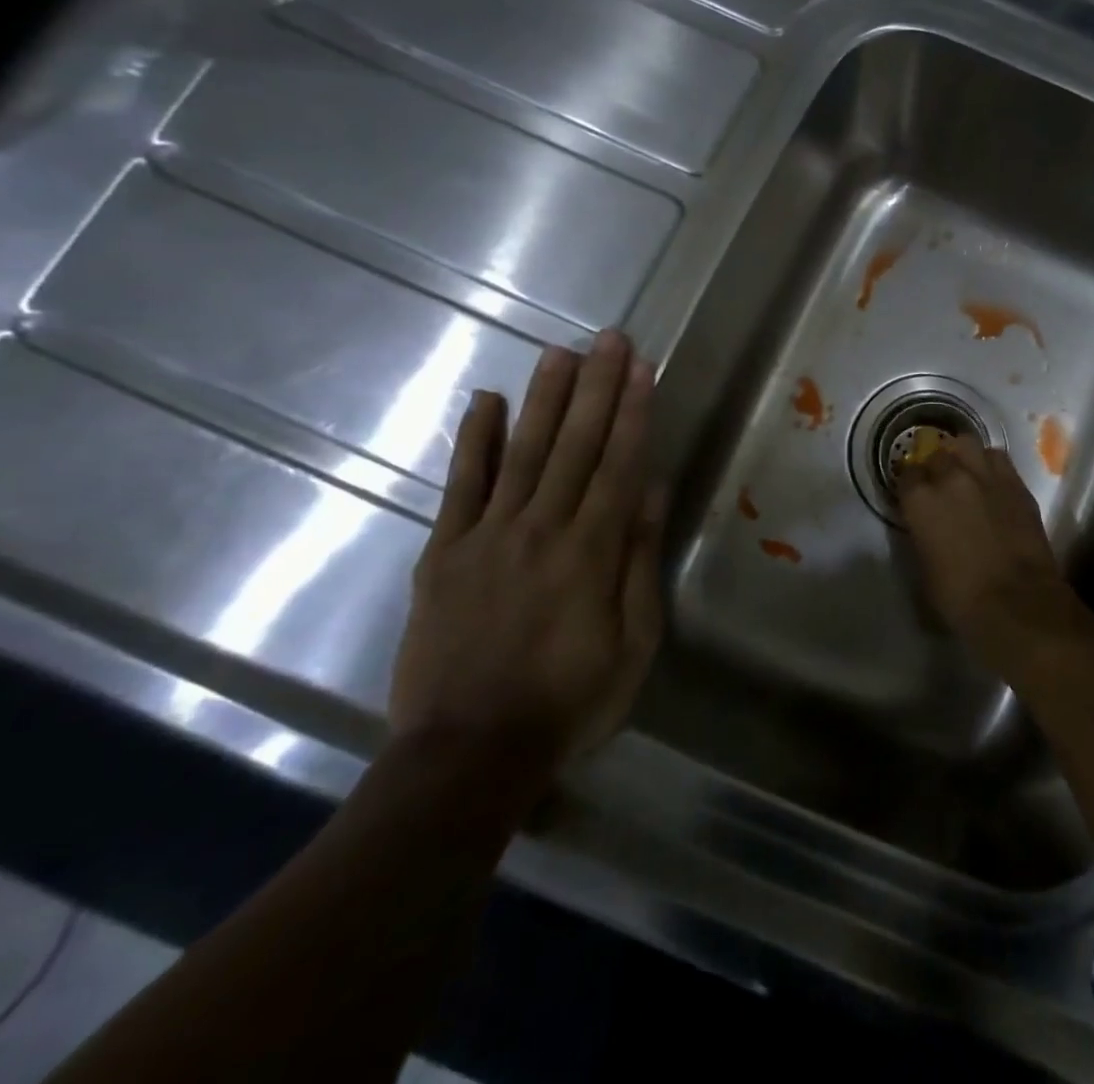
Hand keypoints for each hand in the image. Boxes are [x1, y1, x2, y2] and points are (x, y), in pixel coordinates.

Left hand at [390, 332, 664, 789]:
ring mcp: (486, 537)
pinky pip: (461, 487)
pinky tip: (486, 401)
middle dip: (596, 387)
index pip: (619, 464)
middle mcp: (541, 529)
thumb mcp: (633, 642)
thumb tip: (650, 492)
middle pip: (574, 445)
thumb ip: (639, 562)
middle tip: (608, 338)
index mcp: (591, 551)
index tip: (642, 368)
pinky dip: (474, 442)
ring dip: (544, 399)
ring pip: (522, 453)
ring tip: (560, 353)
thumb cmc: (570, 701)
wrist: (468, 754)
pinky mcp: (443, 553)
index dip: (632, 412)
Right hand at [894, 436, 1085, 669]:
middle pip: (938, 453)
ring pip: (968, 445)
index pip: (907, 474)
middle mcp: (951, 477)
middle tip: (940, 484)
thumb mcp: (924, 568)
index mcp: (920, 501)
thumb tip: (926, 525)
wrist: (1018, 603)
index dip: (910, 485)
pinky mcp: (1017, 483)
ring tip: (966, 472)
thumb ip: (922, 534)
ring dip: (963, 456)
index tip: (913, 495)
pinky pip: (998, 460)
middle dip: (936, 465)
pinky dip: (990, 465)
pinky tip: (992, 482)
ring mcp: (987, 476)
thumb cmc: (960, 598)